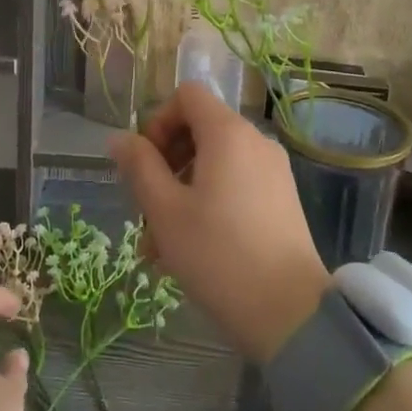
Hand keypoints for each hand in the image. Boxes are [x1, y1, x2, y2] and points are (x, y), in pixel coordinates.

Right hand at [108, 81, 329, 361]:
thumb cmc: (219, 255)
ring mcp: (273, 170)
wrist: (291, 315)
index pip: (186, 95)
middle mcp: (255, 141)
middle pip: (199, 129)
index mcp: (228, 133)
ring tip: (160, 244)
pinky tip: (192, 249)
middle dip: (166, 163)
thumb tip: (120, 139)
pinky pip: (236, 183)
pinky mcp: (282, 199)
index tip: (146, 165)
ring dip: (182, 190)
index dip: (159, 121)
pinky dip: (209, 201)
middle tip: (146, 209)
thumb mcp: (165, 211)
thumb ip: (139, 166)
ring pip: (214, 163)